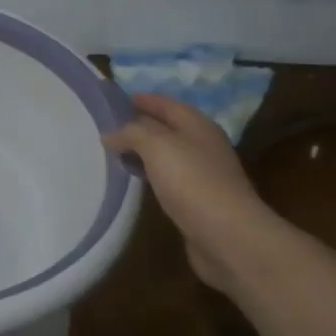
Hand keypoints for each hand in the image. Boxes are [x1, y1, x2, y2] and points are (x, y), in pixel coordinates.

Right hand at [103, 93, 297, 295]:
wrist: (229, 236)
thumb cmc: (193, 182)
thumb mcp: (157, 145)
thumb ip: (132, 132)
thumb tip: (111, 133)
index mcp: (197, 124)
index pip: (164, 103)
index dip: (140, 99)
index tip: (112, 100)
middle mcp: (202, 145)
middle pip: (166, 127)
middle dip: (139, 125)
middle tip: (107, 128)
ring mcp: (203, 174)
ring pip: (167, 154)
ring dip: (143, 152)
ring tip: (115, 153)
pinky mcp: (198, 201)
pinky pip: (169, 179)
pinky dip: (150, 174)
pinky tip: (135, 182)